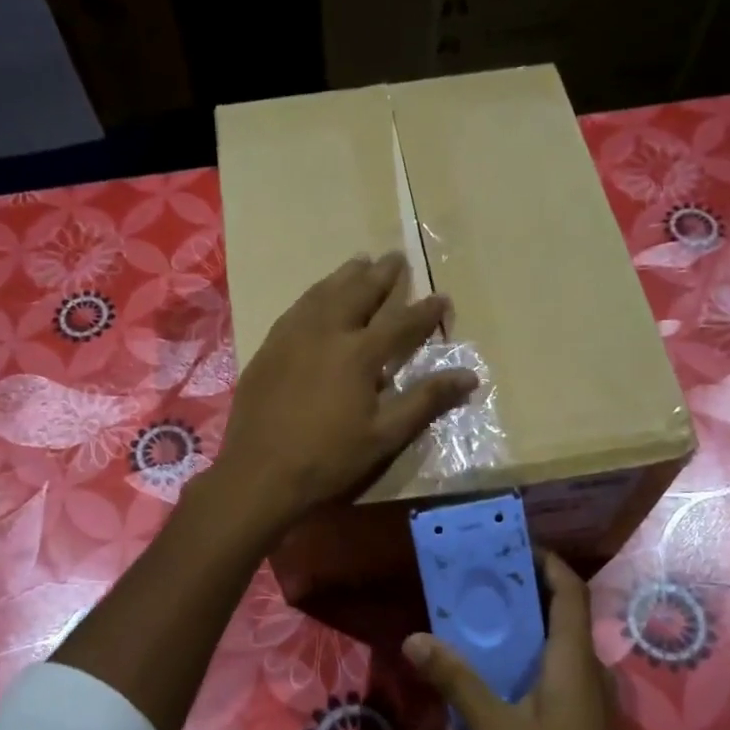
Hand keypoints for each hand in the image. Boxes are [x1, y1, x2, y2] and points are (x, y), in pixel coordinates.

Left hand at [215, 252, 478, 534]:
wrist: (259, 473)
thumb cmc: (328, 459)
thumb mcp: (384, 436)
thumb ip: (425, 400)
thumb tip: (470, 375)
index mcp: (358, 354)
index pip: (401, 322)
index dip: (426, 311)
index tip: (442, 298)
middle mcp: (325, 333)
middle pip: (358, 293)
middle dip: (381, 275)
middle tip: (395, 257)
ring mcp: (291, 336)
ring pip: (323, 293)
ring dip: (345, 276)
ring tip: (359, 261)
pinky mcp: (268, 348)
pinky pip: (296, 308)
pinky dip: (314, 294)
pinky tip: (316, 296)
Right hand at [404, 553, 667, 729]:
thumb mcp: (497, 729)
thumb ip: (457, 680)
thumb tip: (415, 637)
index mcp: (573, 659)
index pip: (569, 591)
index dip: (547, 561)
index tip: (511, 545)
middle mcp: (586, 669)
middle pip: (562, 612)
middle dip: (525, 589)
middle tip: (479, 579)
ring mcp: (588, 697)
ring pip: (556, 644)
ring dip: (524, 625)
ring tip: (479, 617)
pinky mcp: (581, 721)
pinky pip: (554, 670)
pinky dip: (526, 656)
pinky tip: (494, 674)